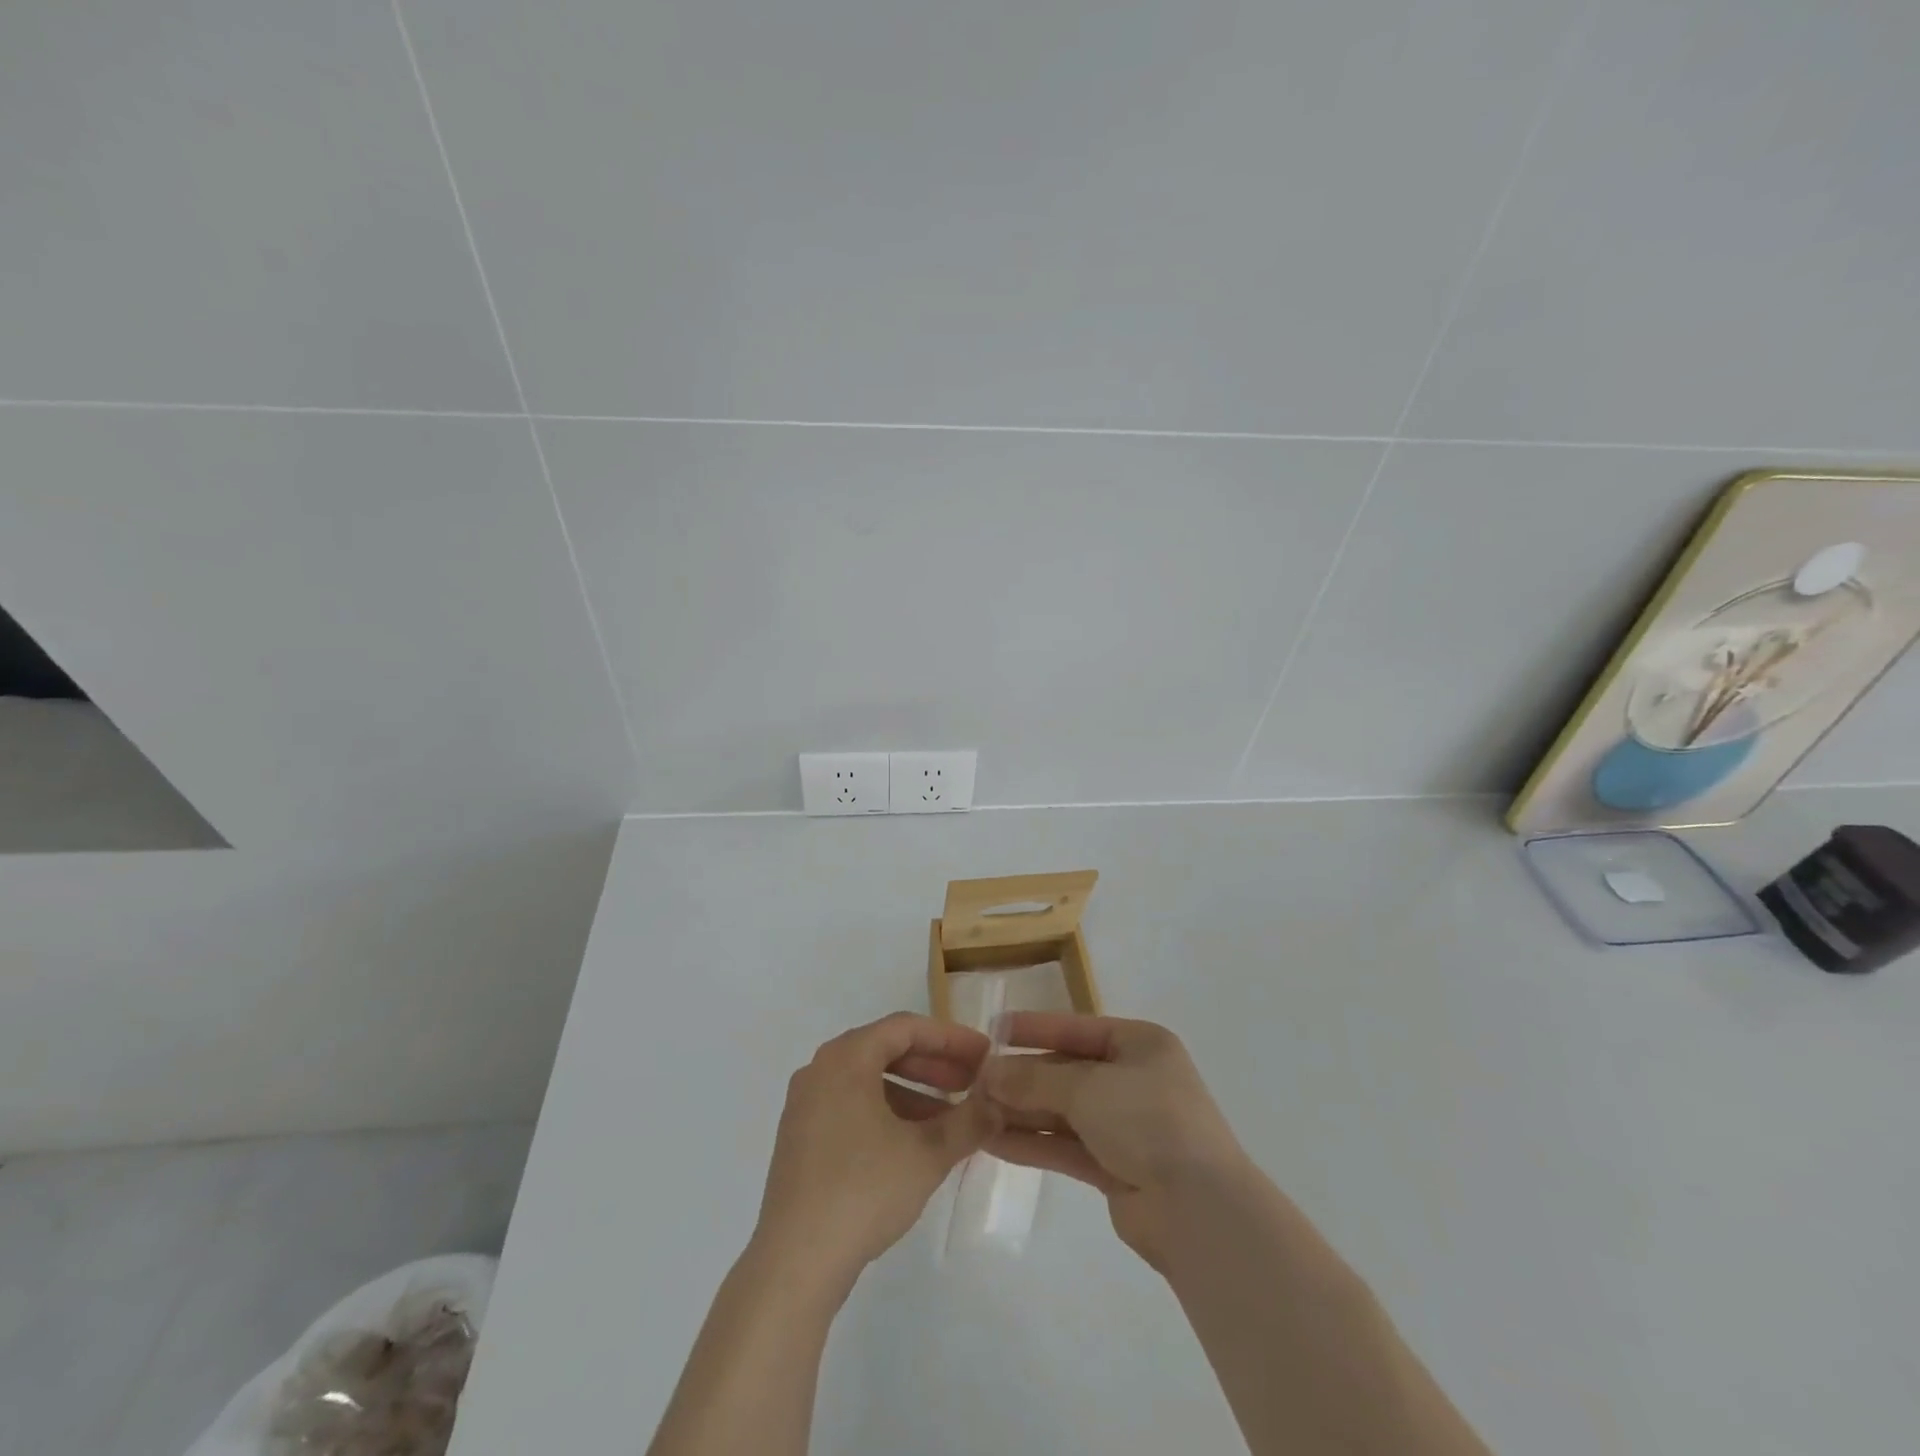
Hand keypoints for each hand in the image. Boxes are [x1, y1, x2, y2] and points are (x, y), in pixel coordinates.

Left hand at [753, 1013, 996, 1288]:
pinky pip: (852, 1106)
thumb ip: (969, 1121)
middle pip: (886, 1050)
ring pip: (869, 1081)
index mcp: (846, 1058)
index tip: (983, 1054)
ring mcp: (806, 1105)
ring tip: (951, 1120)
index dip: (950, 1038)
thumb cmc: (864, 1190)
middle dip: (934, 1066)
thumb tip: (999, 1104)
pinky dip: (886, 1113)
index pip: (906, 1028)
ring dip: (913, 1093)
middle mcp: (820, 1069)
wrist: (794, 1263)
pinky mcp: (801, 1138)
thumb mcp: (928, 1154)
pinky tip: (914, 1144)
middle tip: (972, 1085)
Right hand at [982, 1013, 1251, 1268]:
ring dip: (1022, 1111)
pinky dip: (1034, 1143)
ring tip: (974, 1112)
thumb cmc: (1148, 1121)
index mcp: (1140, 1044)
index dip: (1034, 1028)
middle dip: (1022, 1077)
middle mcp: (1134, 1080)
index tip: (992, 1028)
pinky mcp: (1116, 1167)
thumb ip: (1035, 1078)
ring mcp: (1126, 1126)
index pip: (1076, 1028)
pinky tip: (994, 1142)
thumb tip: (988, 1073)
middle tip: (974, 1081)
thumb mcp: (1087, 1087)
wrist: (1199, 1210)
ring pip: (1063, 1111)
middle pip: (1066, 1071)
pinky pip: (1066, 1146)